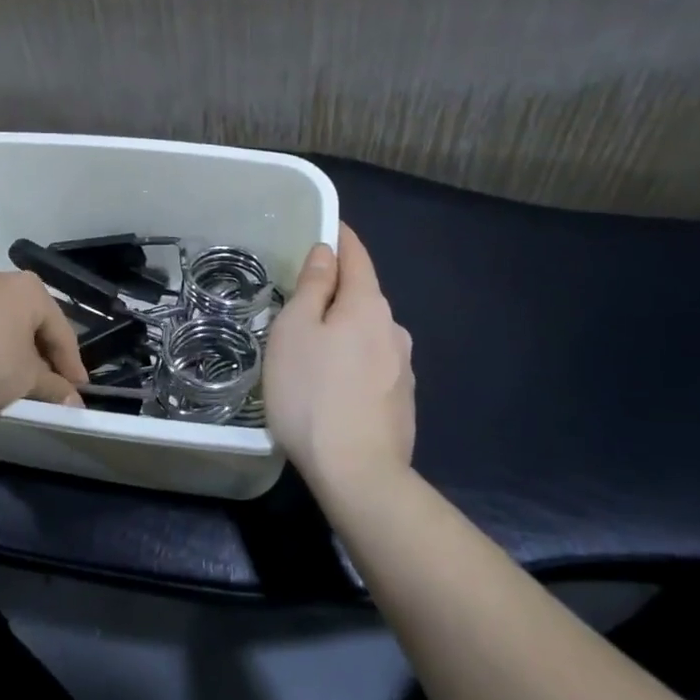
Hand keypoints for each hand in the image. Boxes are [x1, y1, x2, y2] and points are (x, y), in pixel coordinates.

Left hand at [0, 268, 88, 417]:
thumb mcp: (27, 381)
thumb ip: (55, 389)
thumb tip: (74, 402)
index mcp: (29, 289)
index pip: (62, 330)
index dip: (73, 365)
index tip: (79, 392)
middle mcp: (0, 279)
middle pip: (33, 321)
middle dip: (43, 354)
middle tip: (51, 385)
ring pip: (4, 322)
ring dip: (15, 350)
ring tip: (17, 380)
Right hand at [264, 223, 415, 495]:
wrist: (357, 474)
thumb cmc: (312, 393)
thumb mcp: (295, 331)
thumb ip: (312, 286)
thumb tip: (326, 253)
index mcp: (368, 305)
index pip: (356, 255)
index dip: (340, 237)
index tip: (325, 226)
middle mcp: (393, 329)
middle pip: (362, 296)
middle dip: (335, 292)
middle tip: (298, 302)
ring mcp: (403, 369)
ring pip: (368, 334)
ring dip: (344, 332)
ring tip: (311, 352)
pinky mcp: (402, 402)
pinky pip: (372, 366)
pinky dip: (352, 363)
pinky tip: (332, 387)